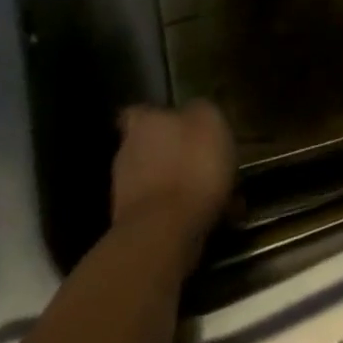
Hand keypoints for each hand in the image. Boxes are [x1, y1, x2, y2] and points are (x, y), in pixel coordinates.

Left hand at [111, 102, 235, 266]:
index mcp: (144, 124)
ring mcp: (125, 192)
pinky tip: (214, 218)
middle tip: (207, 160)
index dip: (157, 116)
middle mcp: (127, 153)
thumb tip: (194, 110)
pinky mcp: (132, 226)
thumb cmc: (191, 165)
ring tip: (217, 194)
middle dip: (175, 153)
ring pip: (159, 180)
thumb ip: (199, 110)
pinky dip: (184, 212)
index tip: (177, 122)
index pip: (138, 111)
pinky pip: (165, 210)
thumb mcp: (209, 120)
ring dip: (182, 185)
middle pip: (150, 147)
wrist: (165, 232)